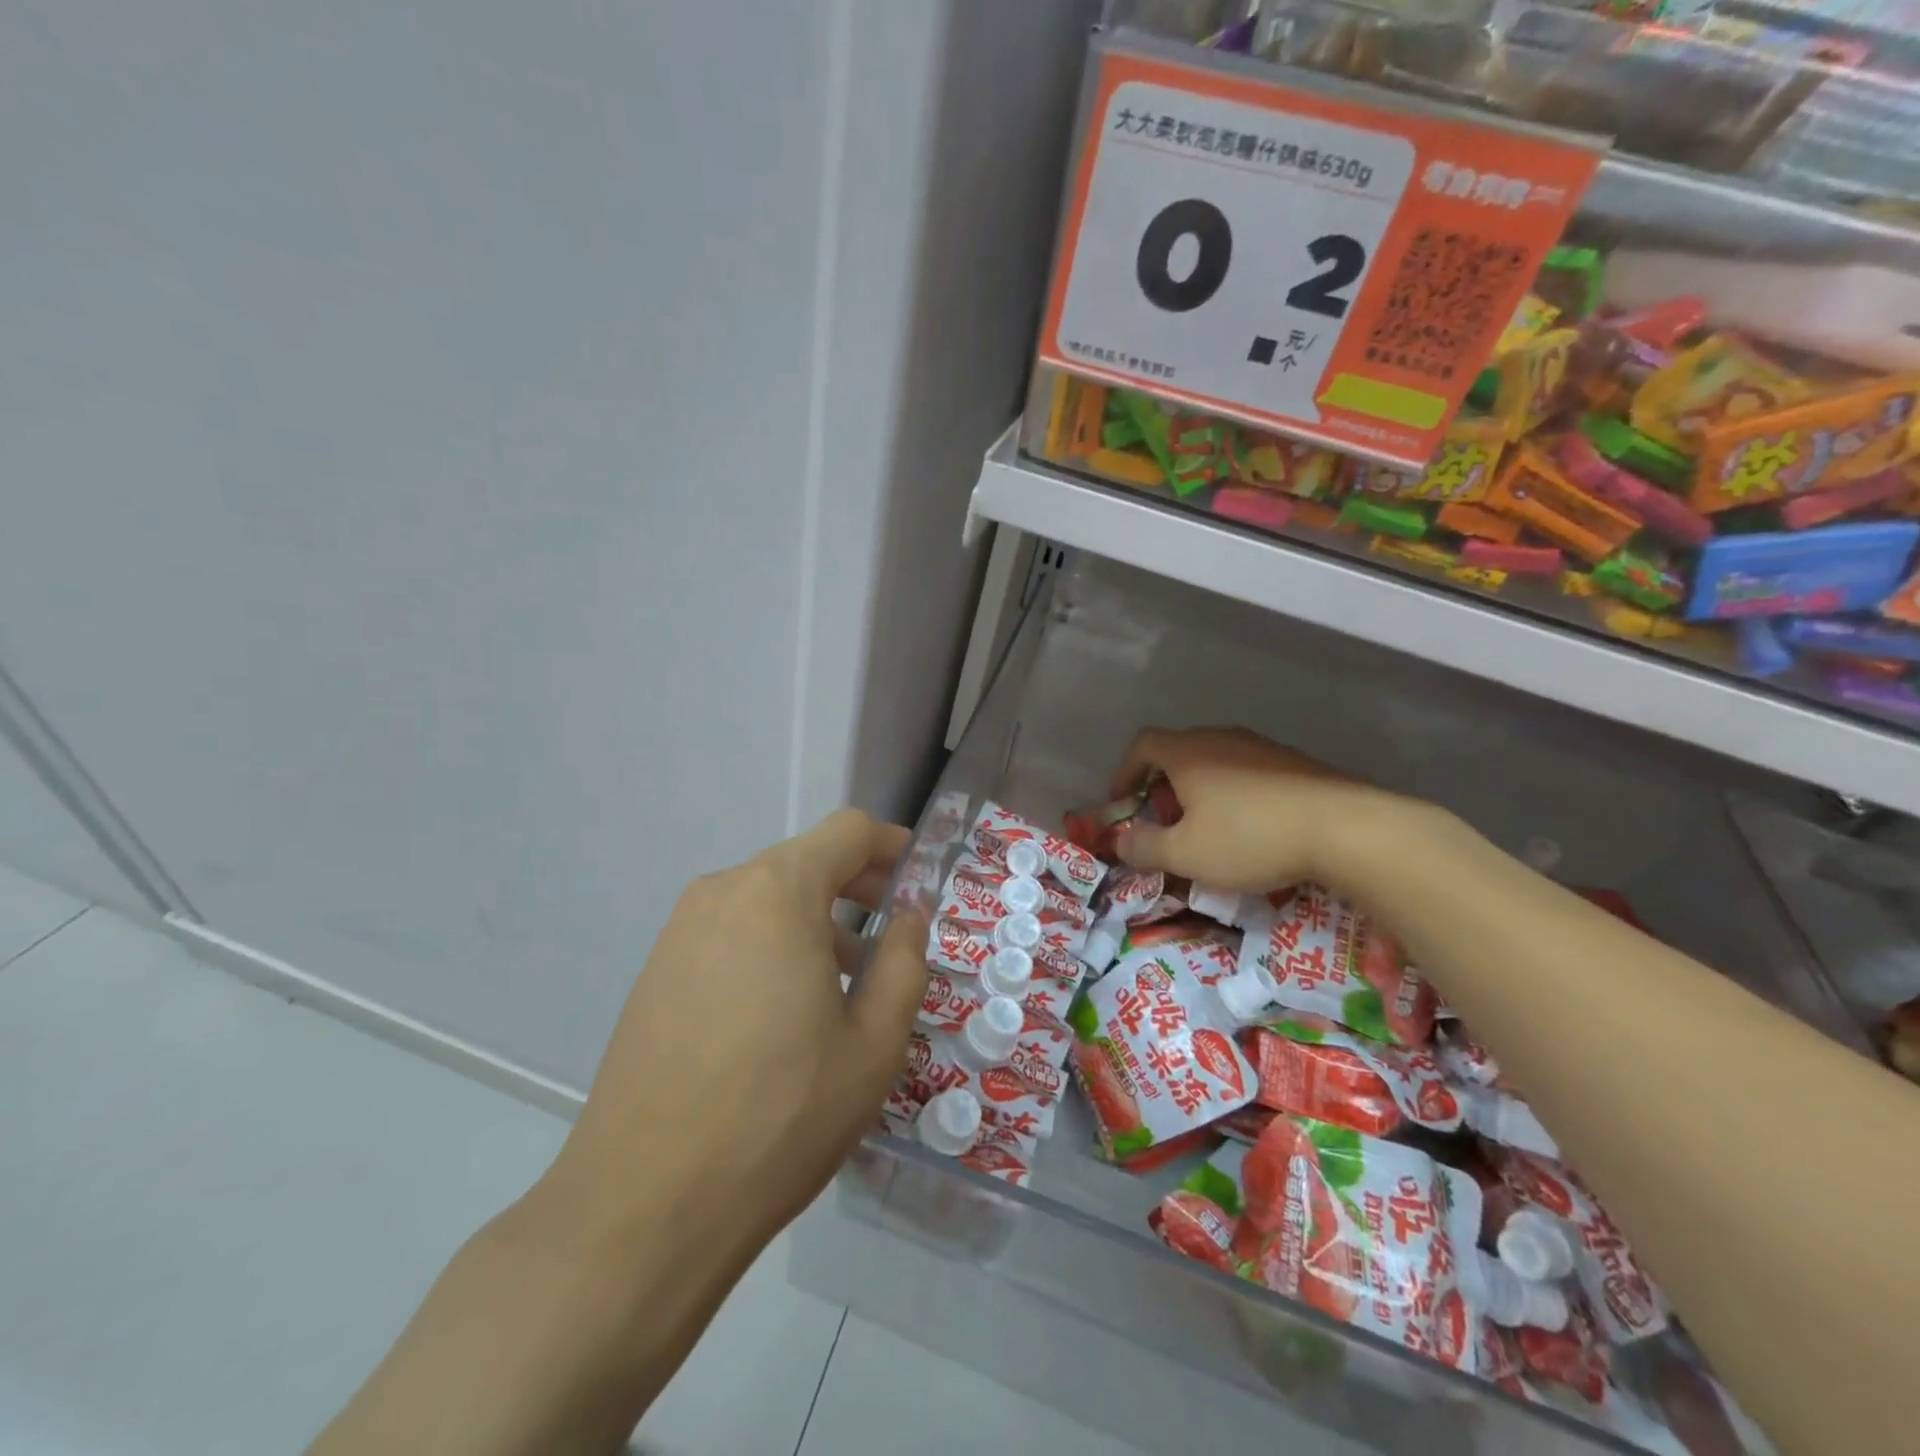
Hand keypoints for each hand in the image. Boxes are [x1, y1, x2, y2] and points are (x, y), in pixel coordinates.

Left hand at [547, 810, 929, 1250]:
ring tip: (842, 983)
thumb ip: (904, 961)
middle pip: (804, 861)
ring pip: (766, 898)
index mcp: (777, 892)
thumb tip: (908, 915)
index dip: (891, 845)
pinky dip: (771, 944)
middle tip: (891, 936)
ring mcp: (680, 931)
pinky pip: (730, 932)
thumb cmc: (781, 1115)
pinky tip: (783, 1011)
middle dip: (856, 887)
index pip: (847, 832)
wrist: (644, 1205)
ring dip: (814, 920)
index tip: (919, 879)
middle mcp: (722, 892)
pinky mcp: (656, 970)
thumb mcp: (873, 1042)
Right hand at [1110, 726, 1396, 893]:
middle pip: (1178, 751)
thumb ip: (1144, 848)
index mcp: (1188, 753)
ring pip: (1214, 761)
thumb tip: (1119, 841)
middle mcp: (1221, 739)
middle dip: (1162, 785)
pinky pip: (1247, 771)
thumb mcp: (1186, 854)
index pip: (1142, 745)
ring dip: (1199, 790)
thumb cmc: (1251, 837)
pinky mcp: (1294, 762)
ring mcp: (1261, 747)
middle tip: (1164, 821)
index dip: (1124, 772)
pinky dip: (1233, 793)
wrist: (1345, 828)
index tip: (1123, 802)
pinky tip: (1250, 827)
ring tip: (1207, 827)